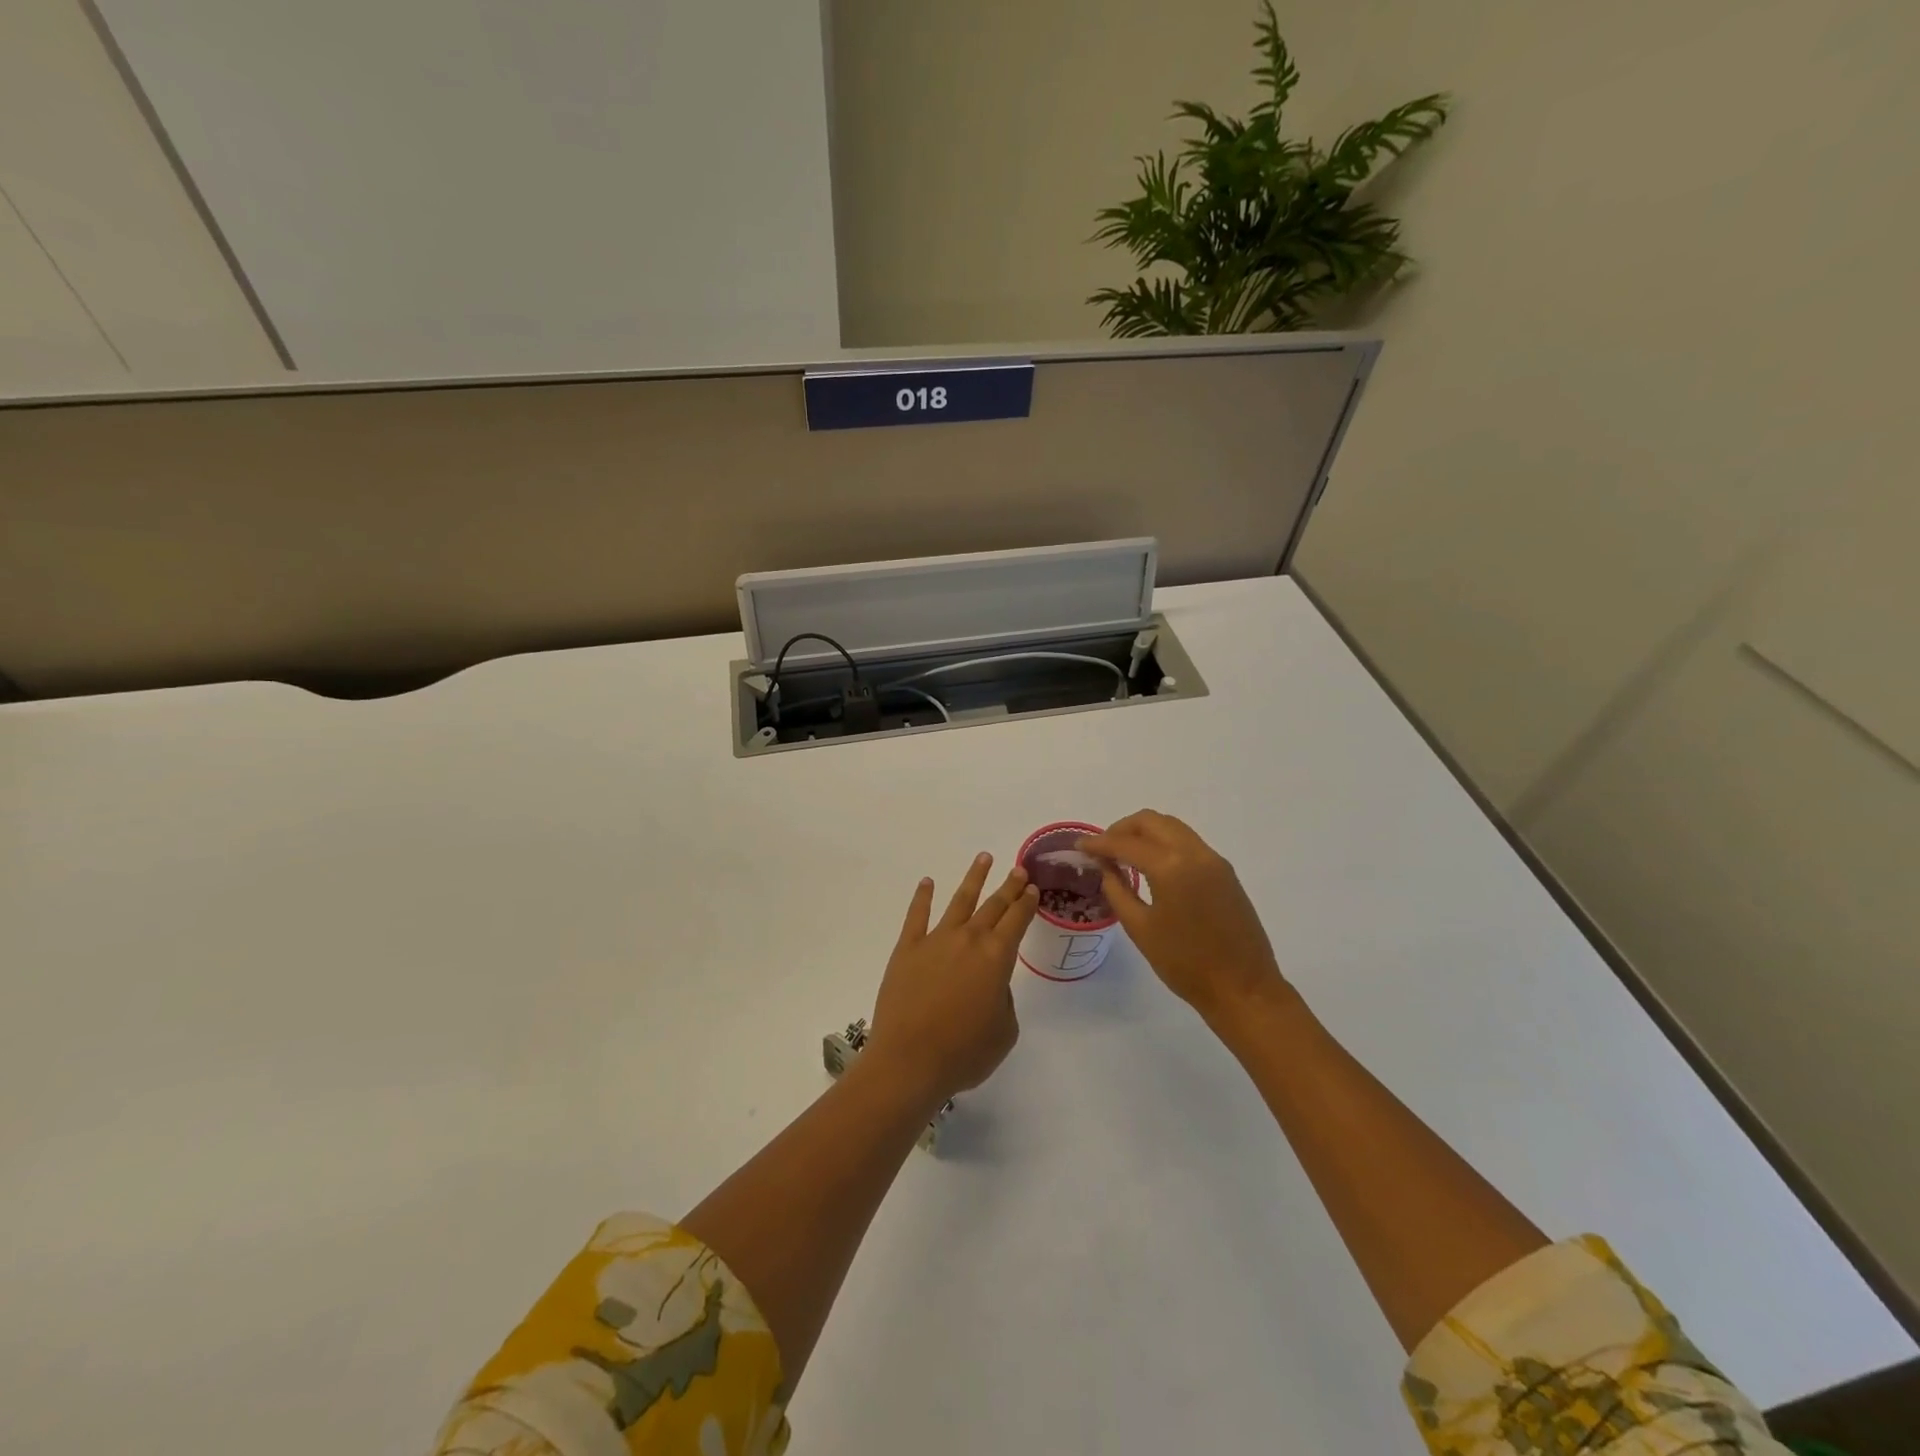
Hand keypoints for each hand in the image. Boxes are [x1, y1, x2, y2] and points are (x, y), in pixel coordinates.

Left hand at [865, 852, 1038, 1107]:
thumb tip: (991, 983)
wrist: (909, 1061)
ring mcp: (935, 940)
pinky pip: (916, 915)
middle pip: (993, 906)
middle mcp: (969, 940)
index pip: (1017, 921)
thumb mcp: (1004, 1031)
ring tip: (983, 858)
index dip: (1026, 903)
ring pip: (959, 900)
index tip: (1032, 888)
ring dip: (974, 878)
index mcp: (997, 958)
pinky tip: (927, 882)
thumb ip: (1003, 1000)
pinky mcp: (907, 948)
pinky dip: (922, 896)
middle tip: (1018, 869)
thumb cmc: (964, 1053)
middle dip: (1008, 886)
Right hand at [1079, 811, 1290, 1027]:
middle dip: (1122, 829)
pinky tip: (1151, 865)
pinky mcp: (1225, 871)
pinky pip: (1188, 842)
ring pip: (1172, 827)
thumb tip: (1106, 866)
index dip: (1098, 843)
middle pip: (1151, 821)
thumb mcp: (1140, 928)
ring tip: (1123, 854)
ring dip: (1145, 833)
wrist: (1243, 989)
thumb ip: (1117, 889)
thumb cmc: (1185, 964)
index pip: (1125, 843)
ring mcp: (1213, 860)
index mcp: (1170, 866)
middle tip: (1102, 848)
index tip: (1079, 847)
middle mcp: (1194, 853)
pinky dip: (1164, 843)